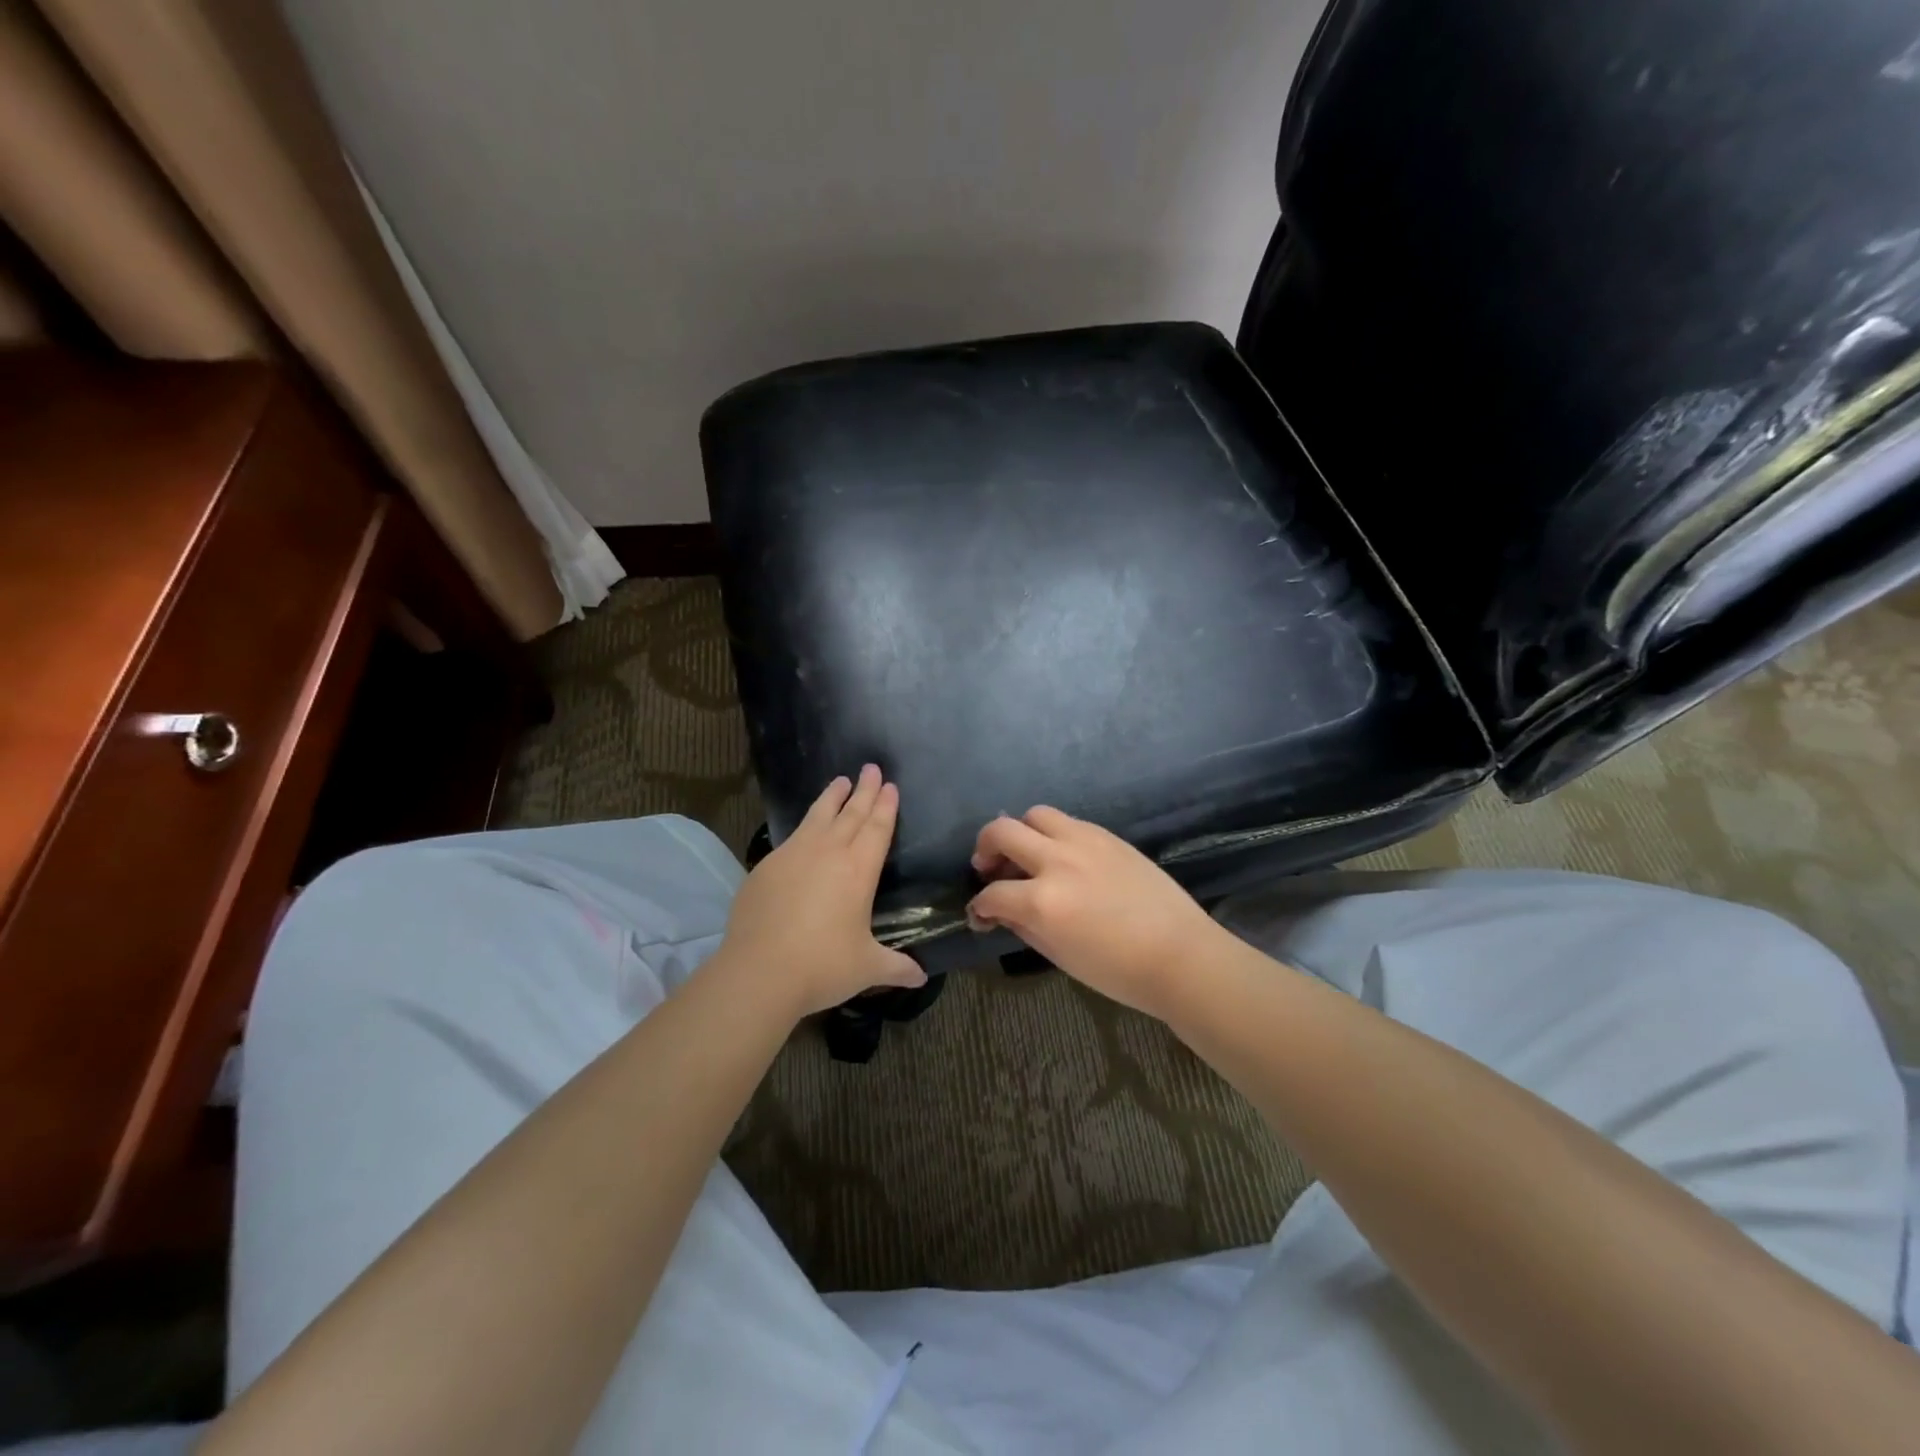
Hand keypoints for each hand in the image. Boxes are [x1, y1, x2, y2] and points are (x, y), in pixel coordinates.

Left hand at [714, 764, 926, 1017]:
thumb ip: (895, 967)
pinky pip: (793, 836)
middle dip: (864, 790)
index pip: (877, 828)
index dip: (885, 806)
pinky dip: (805, 823)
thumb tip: (921, 977)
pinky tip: (806, 827)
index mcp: (859, 870)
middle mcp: (828, 853)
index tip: (890, 785)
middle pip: (851, 813)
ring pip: (818, 816)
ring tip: (840, 780)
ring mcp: (794, 855)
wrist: (759, 971)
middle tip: (871, 768)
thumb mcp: (866, 968)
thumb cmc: (822, 966)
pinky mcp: (767, 866)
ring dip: (832, 797)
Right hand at [968, 806, 1225, 1018]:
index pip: (992, 894)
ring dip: (1021, 832)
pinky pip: (1068, 822)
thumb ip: (1024, 925)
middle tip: (988, 868)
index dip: (979, 907)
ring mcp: (1084, 842)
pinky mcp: (1107, 836)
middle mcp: (1057, 860)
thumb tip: (1002, 910)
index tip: (981, 915)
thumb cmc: (1118, 970)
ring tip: (1026, 854)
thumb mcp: (1059, 956)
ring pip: (1035, 814)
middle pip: (1001, 831)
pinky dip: (1053, 835)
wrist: (1180, 955)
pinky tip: (1061, 858)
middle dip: (984, 848)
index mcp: (1042, 901)